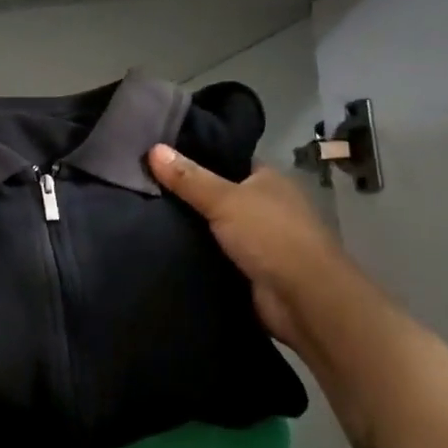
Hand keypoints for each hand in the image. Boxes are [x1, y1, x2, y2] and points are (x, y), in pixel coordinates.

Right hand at [148, 144, 342, 351]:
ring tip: (144, 214)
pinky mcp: (251, 269)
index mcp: (268, 179)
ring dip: (191, 227)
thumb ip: (188, 178)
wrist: (303, 299)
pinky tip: (164, 247)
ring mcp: (261, 239)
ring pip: (216, 226)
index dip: (196, 156)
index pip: (228, 159)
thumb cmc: (270, 236)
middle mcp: (267, 205)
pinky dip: (197, 253)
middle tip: (144, 186)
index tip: (159, 155)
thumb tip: (153, 148)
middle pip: (219, 194)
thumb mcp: (224, 200)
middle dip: (188, 194)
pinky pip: (216, 254)